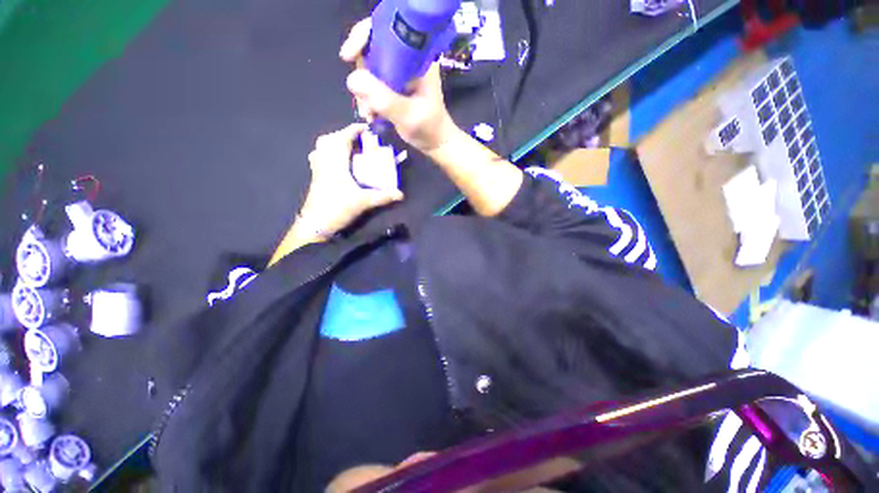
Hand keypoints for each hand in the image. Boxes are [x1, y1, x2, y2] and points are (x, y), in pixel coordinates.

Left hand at [297, 124, 402, 239]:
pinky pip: (319, 157)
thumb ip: (383, 196)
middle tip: (360, 141)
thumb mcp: (363, 202)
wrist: (316, 224)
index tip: (367, 128)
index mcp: (335, 162)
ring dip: (335, 143)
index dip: (354, 130)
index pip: (342, 138)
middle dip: (344, 135)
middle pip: (329, 139)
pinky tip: (338, 162)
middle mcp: (324, 161)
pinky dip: (328, 153)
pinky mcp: (315, 177)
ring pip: (322, 147)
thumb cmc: (338, 208)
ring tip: (350, 149)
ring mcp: (317, 169)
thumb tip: (401, 194)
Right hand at [340, 18, 457, 152]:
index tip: (348, 57)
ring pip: (368, 70)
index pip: (385, 32)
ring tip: (370, 114)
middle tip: (366, 103)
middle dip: (363, 76)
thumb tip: (352, 79)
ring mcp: (398, 73)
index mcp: (417, 58)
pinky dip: (367, 100)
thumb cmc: (428, 128)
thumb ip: (384, 99)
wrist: (434, 142)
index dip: (362, 37)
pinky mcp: (392, 86)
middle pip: (371, 51)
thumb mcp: (408, 116)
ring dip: (364, 93)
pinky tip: (372, 116)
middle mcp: (406, 60)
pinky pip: (371, 85)